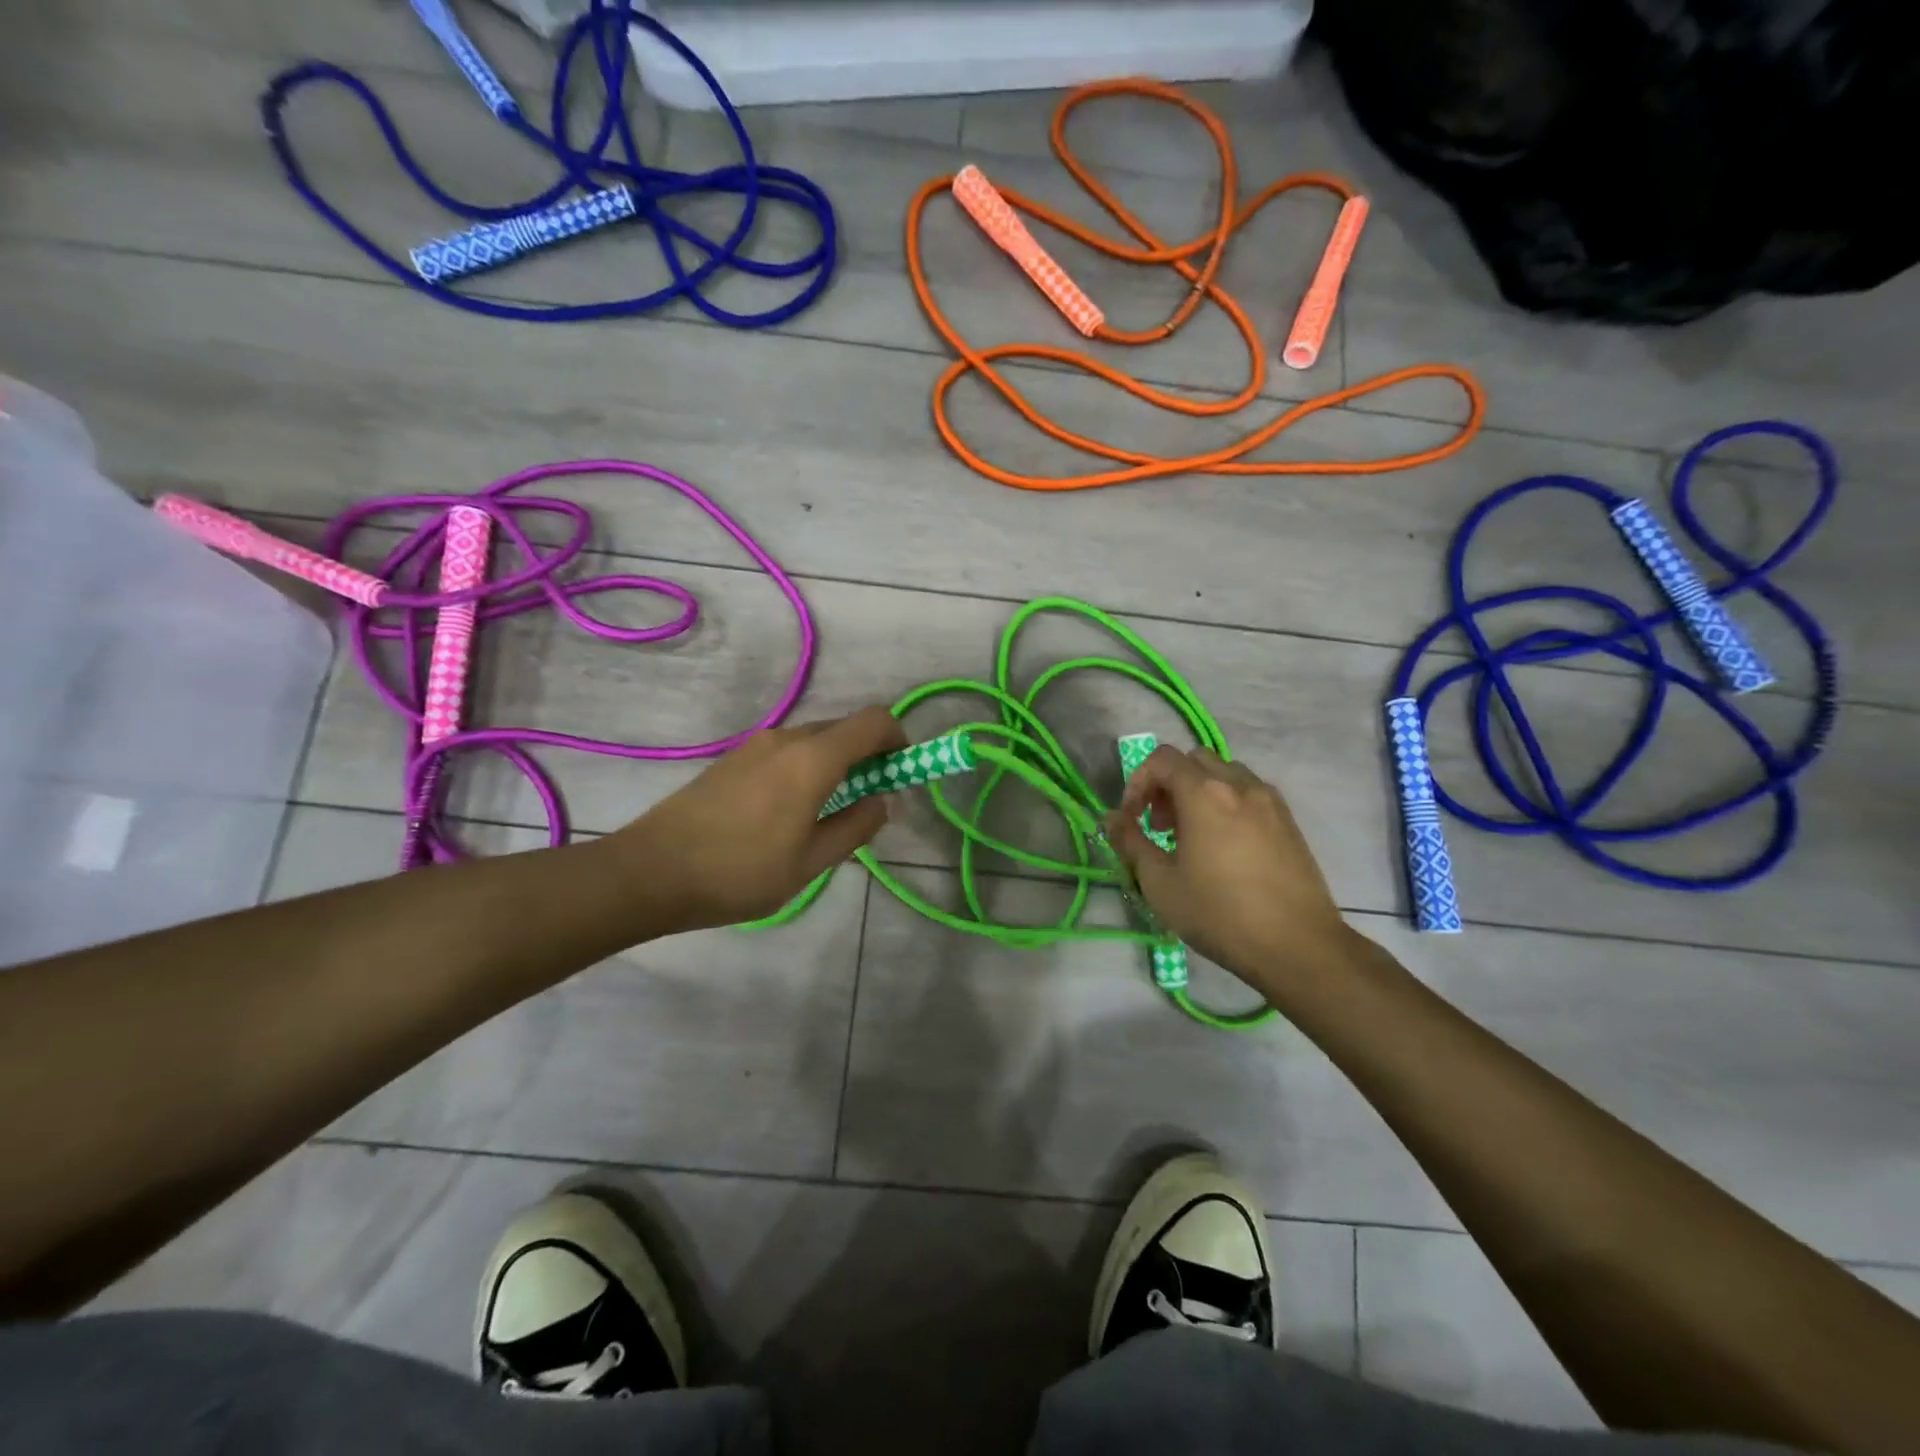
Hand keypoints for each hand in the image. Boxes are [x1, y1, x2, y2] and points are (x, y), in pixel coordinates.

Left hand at [608, 706, 905, 932]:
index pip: (874, 721)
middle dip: (868, 757)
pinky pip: (787, 751)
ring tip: (824, 816)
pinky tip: (787, 814)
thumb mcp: (811, 862)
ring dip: (836, 765)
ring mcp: (756, 745)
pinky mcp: (734, 758)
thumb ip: (856, 826)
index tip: (899, 775)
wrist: (651, 871)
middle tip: (866, 804)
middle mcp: (787, 738)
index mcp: (813, 758)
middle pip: (845, 729)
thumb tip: (883, 801)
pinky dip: (806, 768)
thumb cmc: (740, 872)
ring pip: (814, 740)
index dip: (897, 740)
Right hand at [1104, 746, 1352, 989]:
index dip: (1139, 782)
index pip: (1162, 759)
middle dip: (1169, 784)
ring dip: (1199, 792)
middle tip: (1160, 826)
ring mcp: (1270, 801)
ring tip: (1192, 837)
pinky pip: (1249, 794)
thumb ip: (1131, 843)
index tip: (1133, 819)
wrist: (1298, 946)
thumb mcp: (1160, 884)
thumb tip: (1112, 818)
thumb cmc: (1220, 914)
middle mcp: (1240, 785)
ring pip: (1225, 774)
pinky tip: (1225, 848)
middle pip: (1195, 760)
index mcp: (1205, 794)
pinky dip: (1227, 804)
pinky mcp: (1289, 822)